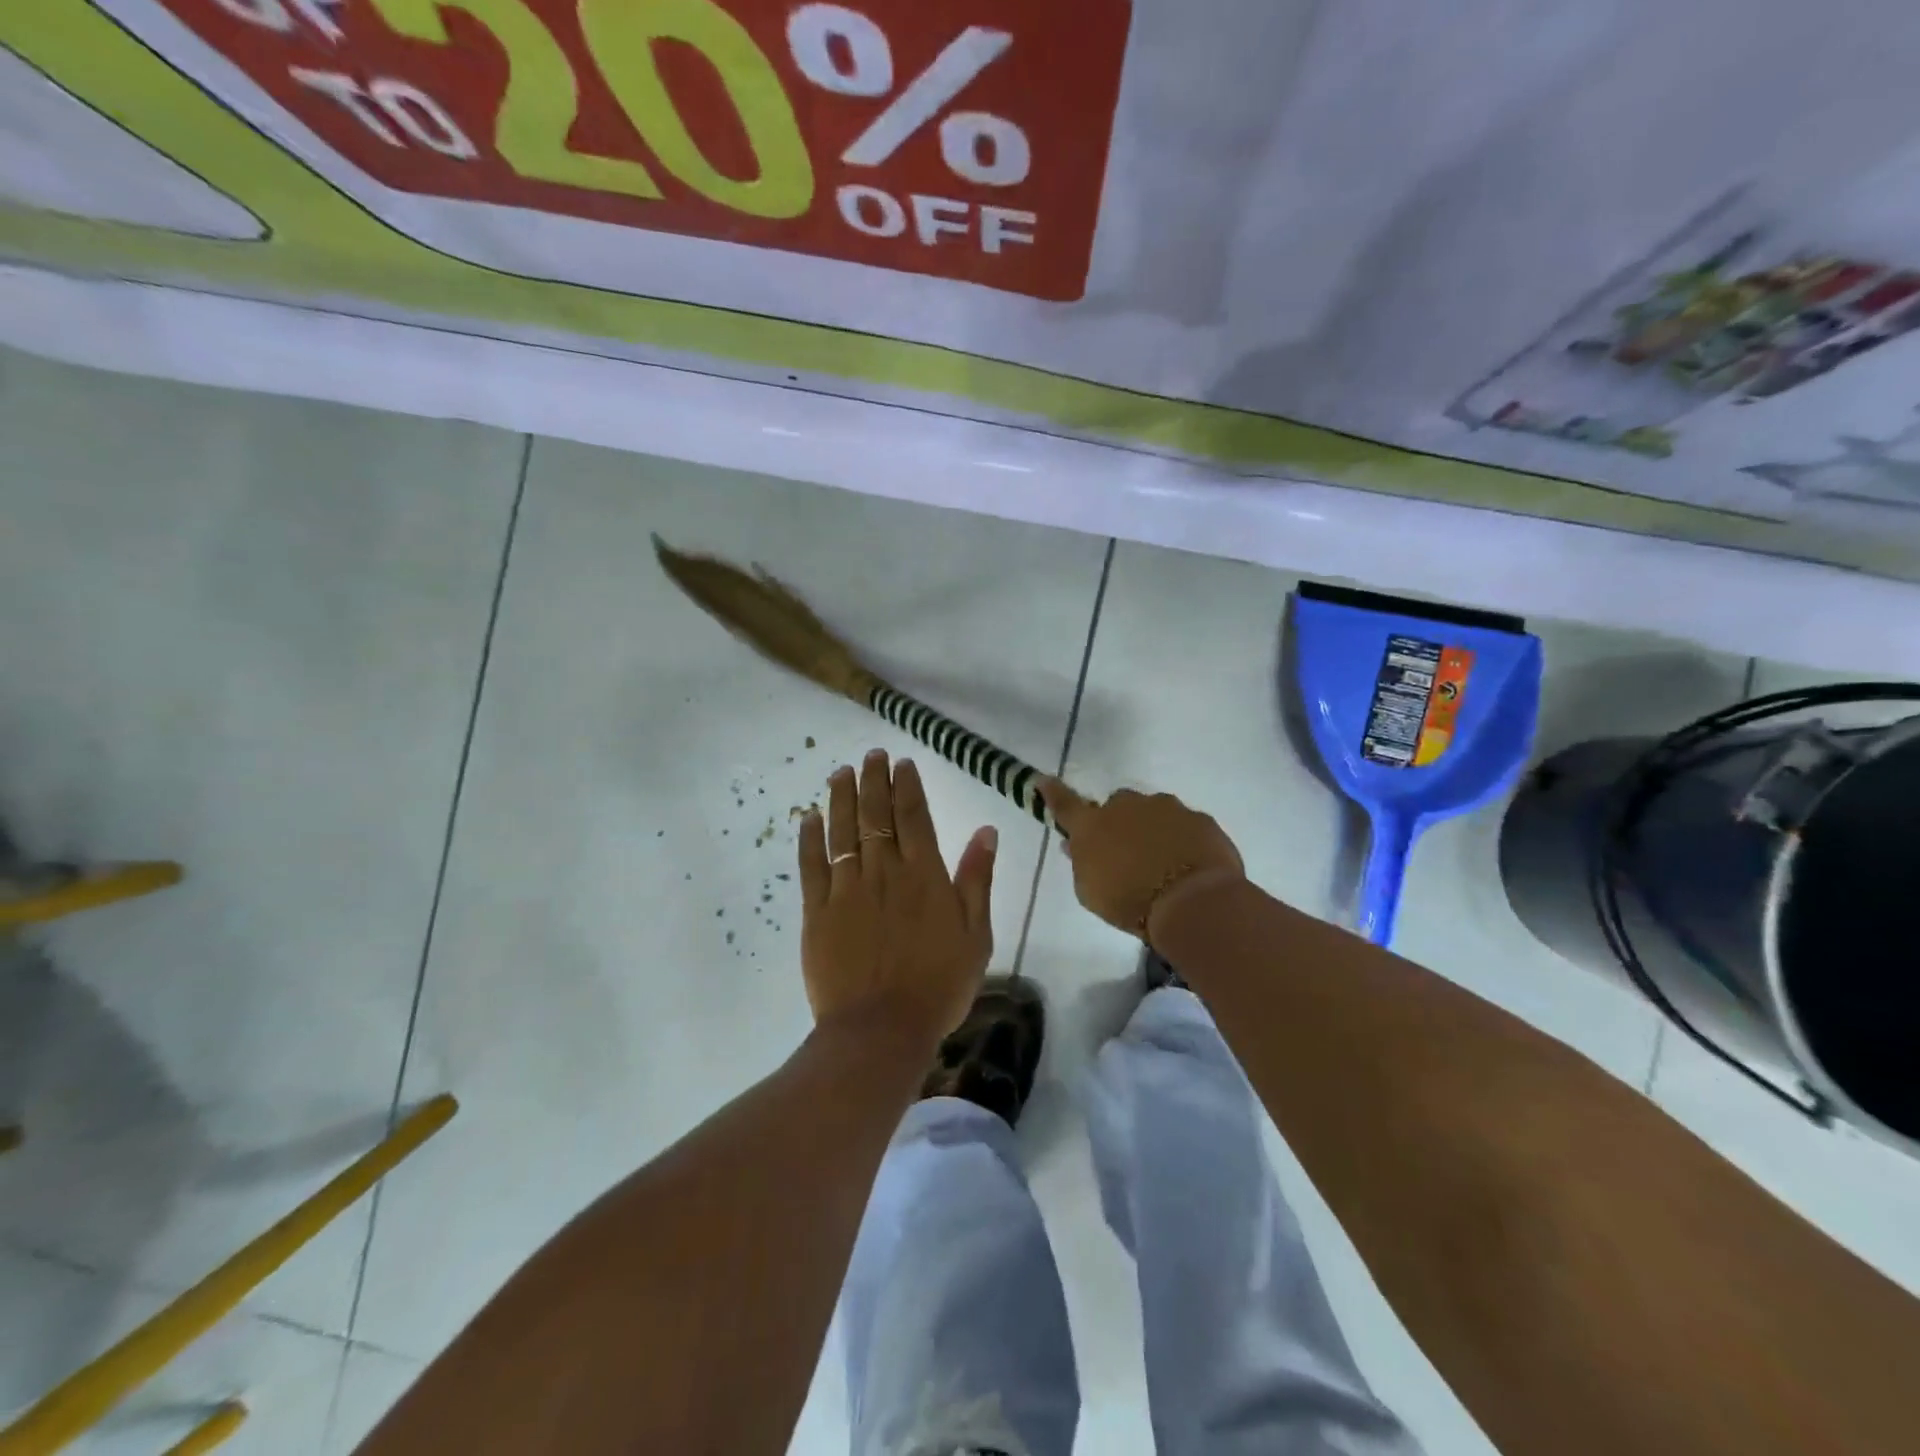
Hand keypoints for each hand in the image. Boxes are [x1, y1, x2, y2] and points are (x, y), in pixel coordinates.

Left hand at [798, 750, 997, 1048]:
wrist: (881, 1028)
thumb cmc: (938, 985)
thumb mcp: (976, 935)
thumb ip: (977, 879)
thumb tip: (986, 831)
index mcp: (924, 874)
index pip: (913, 816)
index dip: (906, 785)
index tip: (901, 763)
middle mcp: (884, 871)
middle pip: (875, 814)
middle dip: (873, 780)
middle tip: (871, 755)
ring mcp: (847, 889)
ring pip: (843, 831)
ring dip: (841, 797)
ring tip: (840, 772)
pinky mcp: (818, 911)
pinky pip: (812, 865)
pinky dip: (810, 838)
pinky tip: (808, 817)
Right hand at [1036, 778, 1242, 940]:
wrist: (1192, 902)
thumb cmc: (1130, 903)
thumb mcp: (1091, 892)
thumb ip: (1081, 864)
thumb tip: (1074, 844)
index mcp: (1092, 825)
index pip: (1065, 804)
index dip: (1052, 793)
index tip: (1042, 781)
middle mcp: (1126, 806)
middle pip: (1117, 805)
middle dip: (1120, 822)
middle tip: (1127, 852)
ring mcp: (1166, 808)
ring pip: (1153, 811)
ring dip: (1153, 829)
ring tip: (1163, 863)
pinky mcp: (1199, 818)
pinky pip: (1184, 825)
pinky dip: (1182, 839)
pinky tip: (1188, 865)